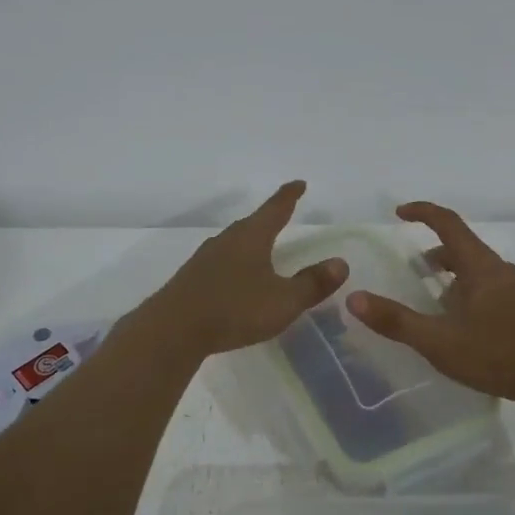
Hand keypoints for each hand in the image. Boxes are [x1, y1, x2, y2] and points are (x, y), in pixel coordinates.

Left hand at [146, 181, 347, 356]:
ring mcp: (205, 259)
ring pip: (233, 243)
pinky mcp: (191, 279)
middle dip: (269, 219)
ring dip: (249, 243)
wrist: (173, 330)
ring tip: (261, 248)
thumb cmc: (234, 309)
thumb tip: (341, 263)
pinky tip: (235, 279)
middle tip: (282, 215)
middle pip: (252, 224)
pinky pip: (220, 263)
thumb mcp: (283, 301)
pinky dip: (234, 264)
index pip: (275, 208)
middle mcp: (226, 240)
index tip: (298, 184)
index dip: (289, 196)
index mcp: (251, 237)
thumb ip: (312, 284)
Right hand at [346, 202, 514, 409]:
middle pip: (460, 245)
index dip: (422, 212)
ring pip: (473, 267)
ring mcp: (513, 289)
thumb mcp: (439, 341)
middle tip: (407, 266)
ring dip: (447, 272)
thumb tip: (354, 299)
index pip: (448, 223)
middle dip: (431, 249)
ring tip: (426, 295)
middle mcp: (498, 269)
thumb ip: (396, 321)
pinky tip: (455, 320)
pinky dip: (462, 288)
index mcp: (480, 266)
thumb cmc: (497, 355)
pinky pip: (484, 285)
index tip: (398, 213)